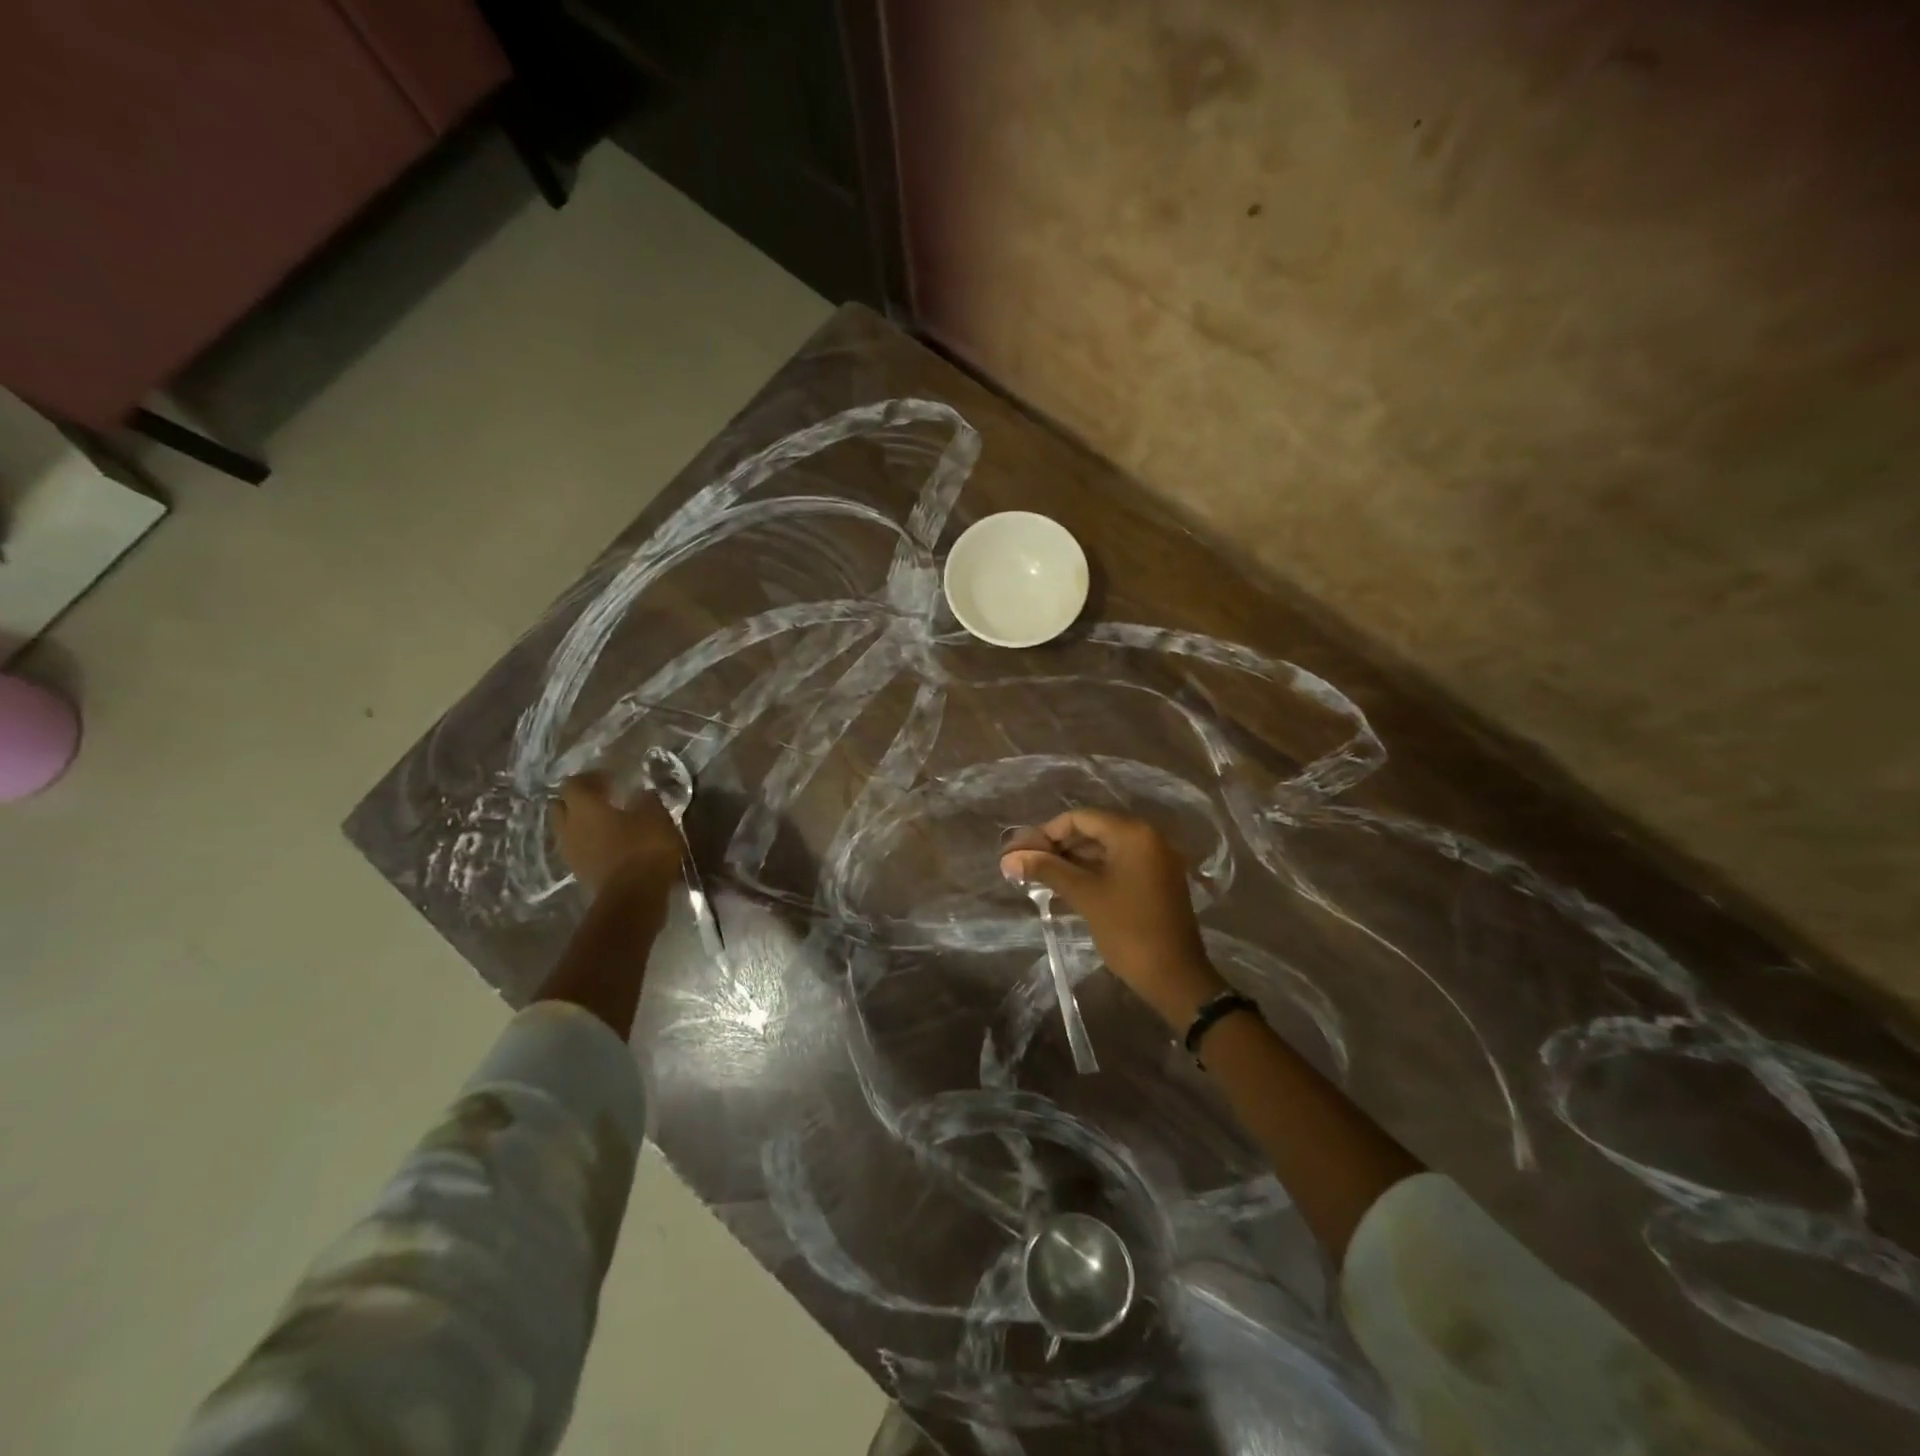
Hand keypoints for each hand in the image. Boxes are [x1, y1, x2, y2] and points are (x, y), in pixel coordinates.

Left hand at [553, 772, 682, 898]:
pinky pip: (579, 851)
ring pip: (568, 831)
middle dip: (578, 800)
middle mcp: (569, 827)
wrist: (632, 898)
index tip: (611, 779)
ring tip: (609, 824)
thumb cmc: (643, 848)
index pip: (573, 783)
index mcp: (584, 807)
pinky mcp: (580, 873)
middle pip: (561, 806)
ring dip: (583, 825)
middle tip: (603, 799)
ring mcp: (571, 853)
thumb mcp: (656, 816)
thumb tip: (641, 793)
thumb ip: (646, 800)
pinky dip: (591, 845)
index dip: (590, 778)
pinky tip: (612, 845)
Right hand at [1000, 809, 1226, 1029]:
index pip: (1081, 818)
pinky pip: (1118, 865)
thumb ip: (1048, 870)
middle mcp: (1147, 838)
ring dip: (1073, 860)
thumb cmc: (1128, 930)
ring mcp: (1155, 860)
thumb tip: (1010, 858)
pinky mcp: (1156, 880)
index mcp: (1133, 833)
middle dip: (1058, 846)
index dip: (1047, 832)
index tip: (1021, 851)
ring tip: (1040, 876)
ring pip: (1105, 849)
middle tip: (1026, 863)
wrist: (1175, 977)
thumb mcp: (1085, 895)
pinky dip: (1092, 871)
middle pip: (1093, 831)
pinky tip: (1066, 886)